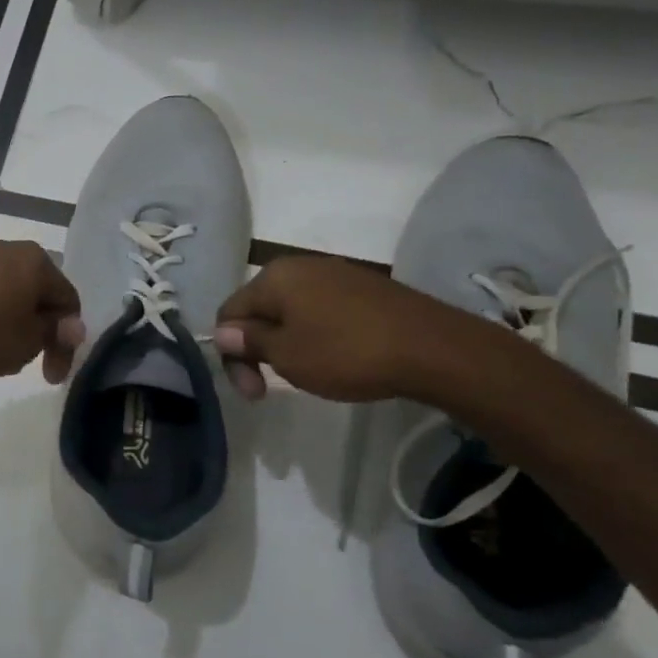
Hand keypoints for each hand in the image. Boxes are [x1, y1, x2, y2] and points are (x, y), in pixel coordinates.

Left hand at [0, 234, 83, 383]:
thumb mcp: (27, 343)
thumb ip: (54, 331)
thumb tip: (72, 324)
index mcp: (34, 259)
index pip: (66, 300)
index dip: (66, 341)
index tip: (51, 374)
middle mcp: (3, 244)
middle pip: (32, 288)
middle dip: (34, 324)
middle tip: (26, 359)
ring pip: (0, 285)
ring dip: (5, 314)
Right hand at [212, 254, 467, 402]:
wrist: (433, 348)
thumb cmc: (347, 353)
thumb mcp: (288, 355)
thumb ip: (249, 341)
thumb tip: (223, 331)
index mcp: (273, 276)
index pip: (229, 312)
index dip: (231, 354)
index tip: (254, 391)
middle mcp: (299, 266)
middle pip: (259, 309)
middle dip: (257, 349)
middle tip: (270, 388)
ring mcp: (334, 273)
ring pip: (290, 310)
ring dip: (285, 343)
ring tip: (305, 373)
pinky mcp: (362, 287)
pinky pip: (320, 310)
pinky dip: (314, 334)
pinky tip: (334, 358)